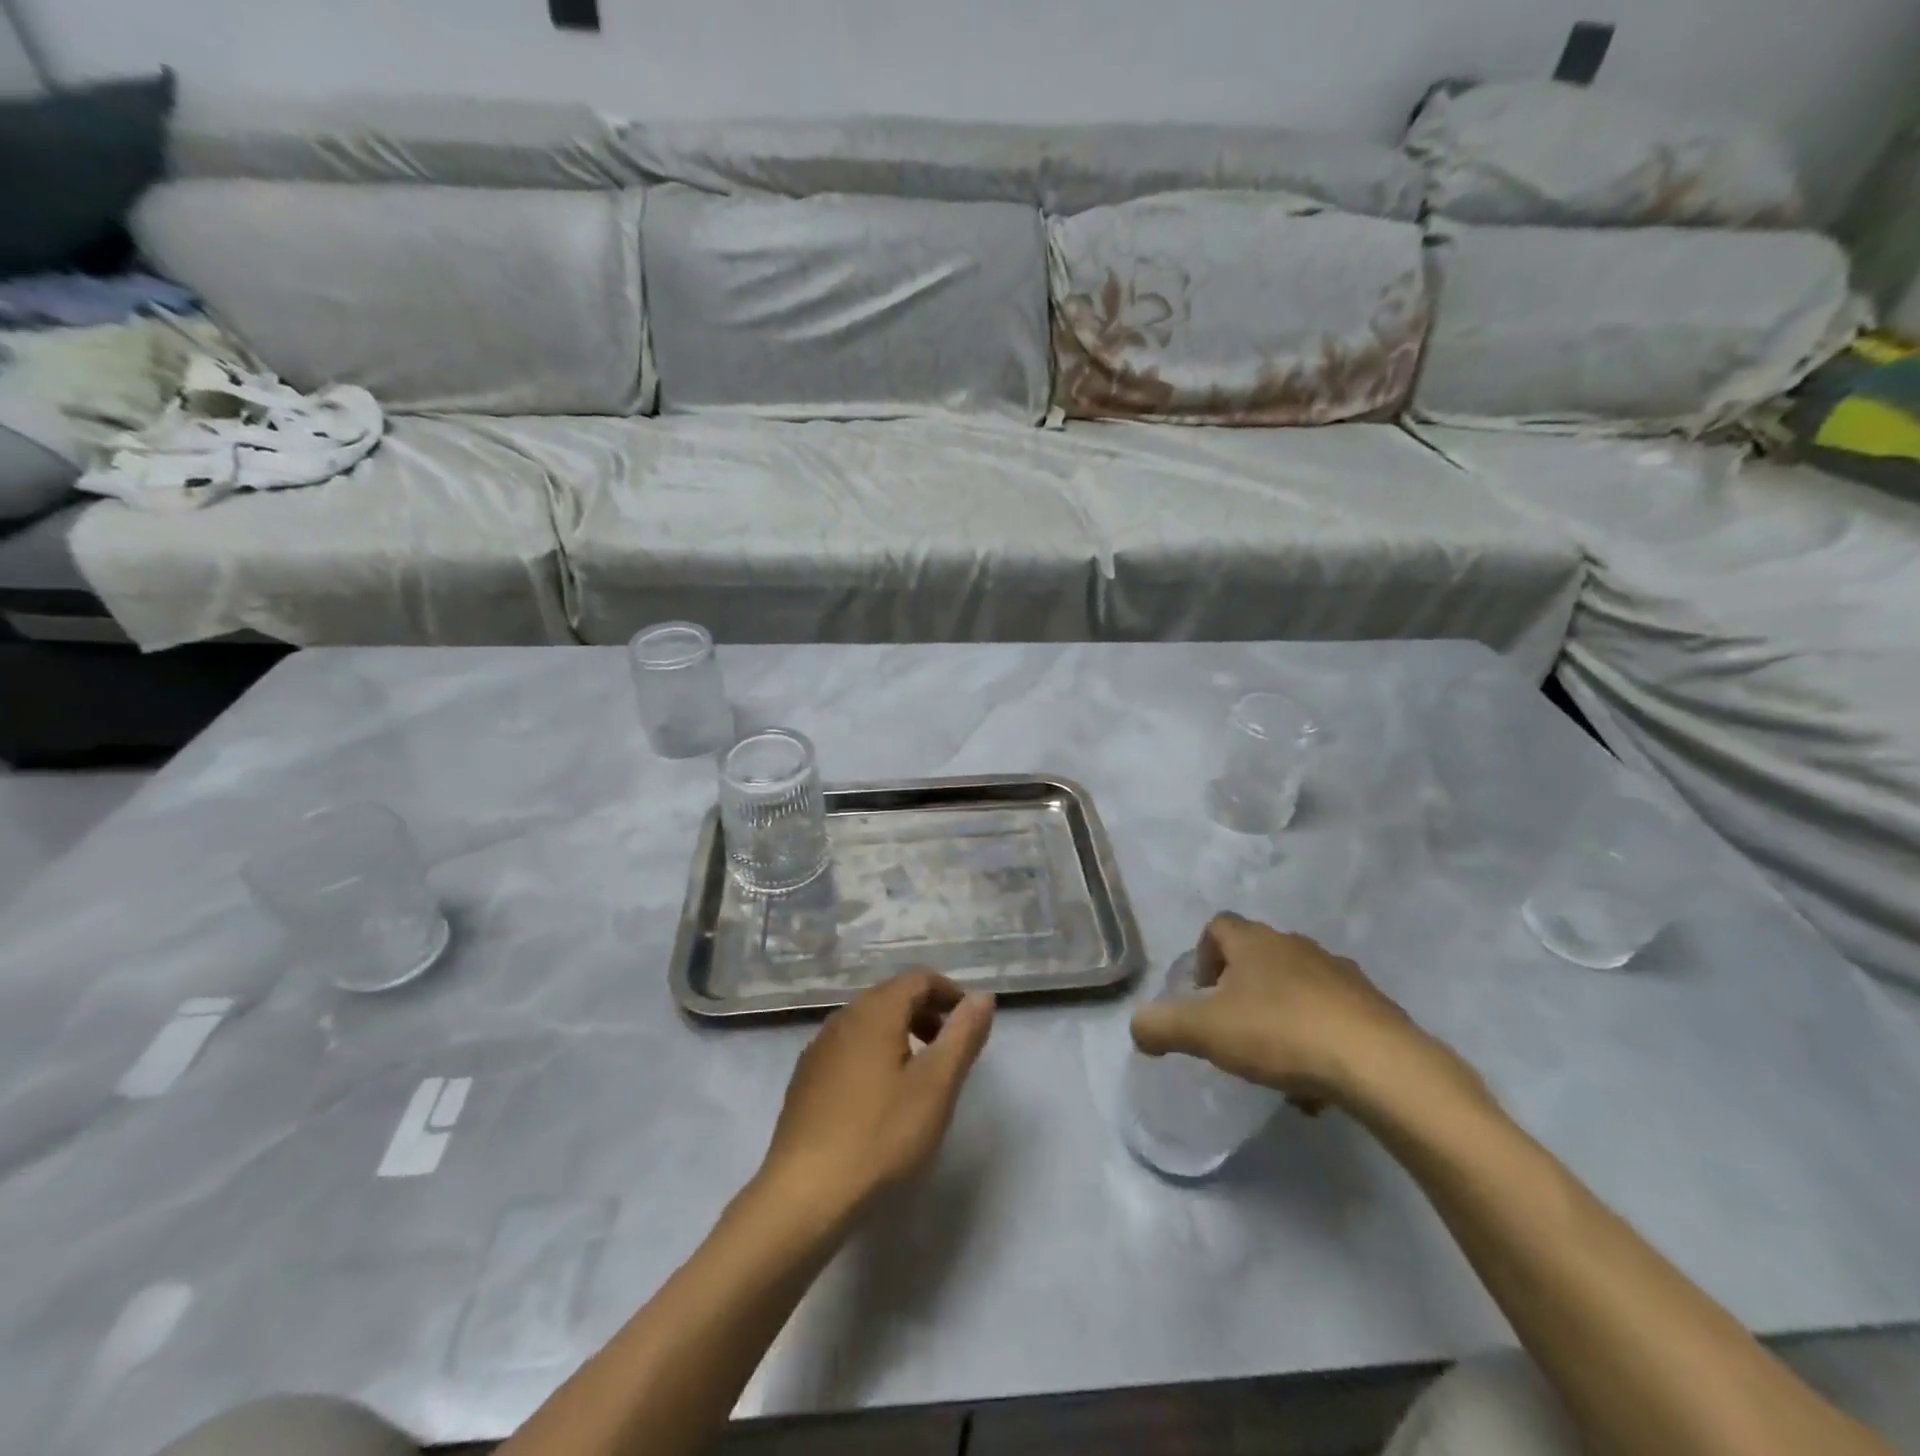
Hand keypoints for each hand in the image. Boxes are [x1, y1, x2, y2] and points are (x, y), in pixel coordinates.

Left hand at [759, 971, 994, 1221]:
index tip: (970, 1023)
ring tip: (920, 1076)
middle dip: (926, 1013)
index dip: (949, 993)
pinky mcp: (805, 1079)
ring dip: (901, 1034)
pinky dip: (875, 1055)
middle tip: (950, 1049)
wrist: (804, 1195)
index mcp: (875, 1011)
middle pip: (892, 996)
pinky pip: (849, 1048)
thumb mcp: (936, 1086)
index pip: (918, 978)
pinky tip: (881, 1098)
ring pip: (869, 1023)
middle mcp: (843, 1018)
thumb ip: (963, 1035)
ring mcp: (819, 1048)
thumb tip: (983, 996)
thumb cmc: (881, 1135)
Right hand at [1131, 912, 1465, 1113]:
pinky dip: (1317, 1044)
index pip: (1218, 926)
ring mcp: (1341, 975)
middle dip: (1241, 991)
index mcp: (1255, 942)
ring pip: (1297, 990)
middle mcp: (1297, 947)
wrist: (1380, 1065)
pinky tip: (1315, 1086)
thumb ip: (1160, 1025)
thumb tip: (1138, 1027)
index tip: (1202, 994)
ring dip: (1280, 1019)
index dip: (1202, 955)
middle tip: (1233, 1031)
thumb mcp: (1204, 1031)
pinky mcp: (1374, 1008)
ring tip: (1276, 1067)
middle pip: (1258, 957)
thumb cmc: (1280, 1033)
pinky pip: (1332, 1018)